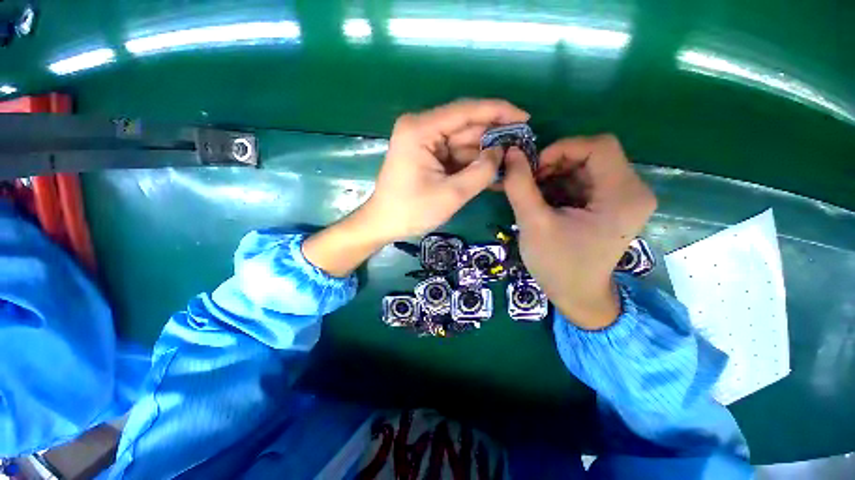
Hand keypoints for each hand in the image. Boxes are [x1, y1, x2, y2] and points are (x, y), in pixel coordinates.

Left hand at [362, 99, 529, 241]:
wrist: (383, 224)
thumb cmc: (412, 211)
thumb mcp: (451, 194)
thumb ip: (481, 171)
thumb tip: (502, 152)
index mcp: (421, 130)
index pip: (466, 111)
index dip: (498, 112)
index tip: (526, 118)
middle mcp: (421, 128)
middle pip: (466, 127)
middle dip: (493, 138)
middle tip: (522, 149)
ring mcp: (424, 142)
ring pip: (463, 143)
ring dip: (485, 155)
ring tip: (512, 165)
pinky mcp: (427, 155)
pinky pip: (455, 155)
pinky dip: (472, 165)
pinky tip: (492, 174)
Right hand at [502, 135, 656, 328]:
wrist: (577, 296)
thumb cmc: (558, 265)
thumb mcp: (534, 224)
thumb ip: (520, 186)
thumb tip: (511, 153)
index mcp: (623, 195)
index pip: (599, 146)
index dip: (562, 149)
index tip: (533, 169)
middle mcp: (632, 191)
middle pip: (591, 155)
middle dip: (554, 164)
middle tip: (527, 183)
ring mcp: (623, 198)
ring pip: (584, 167)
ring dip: (553, 176)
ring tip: (531, 195)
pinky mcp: (610, 205)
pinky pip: (583, 182)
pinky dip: (559, 186)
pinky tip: (542, 202)